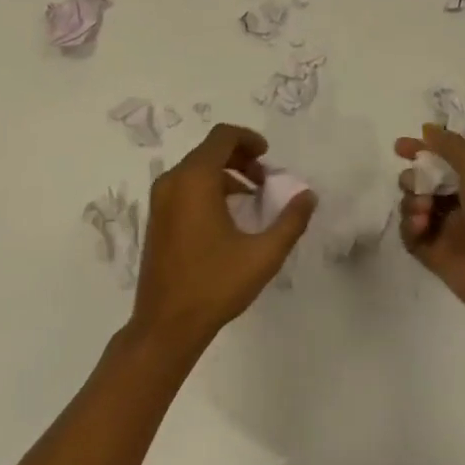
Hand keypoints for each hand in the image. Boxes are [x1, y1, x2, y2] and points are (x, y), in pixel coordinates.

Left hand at [132, 123, 314, 349]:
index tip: (268, 155)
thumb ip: (291, 221)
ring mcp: (160, 200)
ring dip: (225, 173)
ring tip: (251, 197)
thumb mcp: (263, 255)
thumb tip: (308, 196)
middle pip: (209, 150)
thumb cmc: (214, 286)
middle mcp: (173, 181)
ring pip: (196, 168)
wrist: (165, 327)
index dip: (248, 138)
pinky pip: (185, 186)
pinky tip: (228, 216)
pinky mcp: (156, 218)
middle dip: (240, 157)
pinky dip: (208, 187)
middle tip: (265, 179)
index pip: (222, 136)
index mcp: (195, 180)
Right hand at [395, 125, 464, 324]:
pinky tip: (421, 226)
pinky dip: (409, 227)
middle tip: (416, 183)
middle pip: (420, 183)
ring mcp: (444, 229)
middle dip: (412, 178)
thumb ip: (450, 146)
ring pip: (412, 207)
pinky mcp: (433, 255)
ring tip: (424, 210)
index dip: (419, 150)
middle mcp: (456, 202)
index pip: (439, 160)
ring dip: (411, 202)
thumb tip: (427, 129)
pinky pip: (409, 236)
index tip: (399, 147)